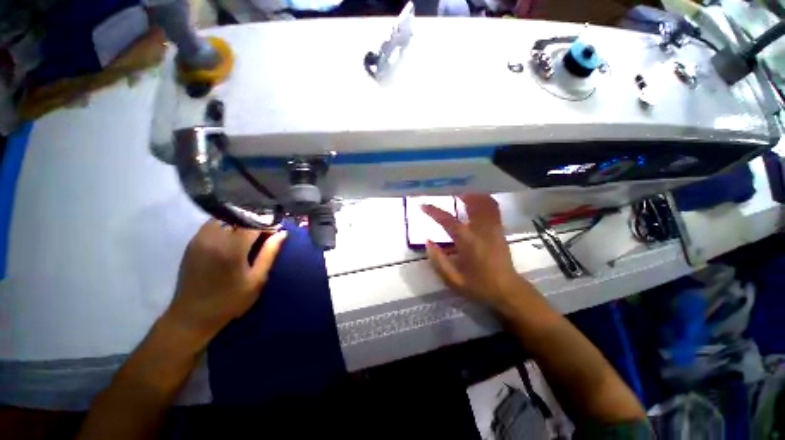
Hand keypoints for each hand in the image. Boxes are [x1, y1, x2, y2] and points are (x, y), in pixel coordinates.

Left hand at [165, 220, 287, 341]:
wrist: (191, 316)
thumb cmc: (229, 301)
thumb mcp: (256, 280)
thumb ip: (269, 253)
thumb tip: (282, 233)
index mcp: (231, 248)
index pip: (253, 222)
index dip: (268, 222)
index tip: (277, 229)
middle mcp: (213, 238)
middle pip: (239, 215)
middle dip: (256, 219)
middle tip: (266, 231)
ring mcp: (200, 238)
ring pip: (225, 216)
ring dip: (241, 220)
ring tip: (252, 232)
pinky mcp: (193, 242)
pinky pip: (214, 223)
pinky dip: (228, 223)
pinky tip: (235, 235)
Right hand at [422, 194, 531, 311]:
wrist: (508, 291)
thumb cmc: (479, 286)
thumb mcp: (453, 280)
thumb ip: (438, 261)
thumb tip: (428, 242)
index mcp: (468, 243)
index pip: (449, 221)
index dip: (434, 212)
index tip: (423, 206)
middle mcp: (482, 231)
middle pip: (472, 205)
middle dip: (460, 197)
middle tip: (449, 196)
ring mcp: (494, 229)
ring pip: (486, 204)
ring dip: (474, 197)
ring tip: (462, 197)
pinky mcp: (500, 231)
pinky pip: (494, 210)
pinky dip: (485, 202)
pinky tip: (477, 204)